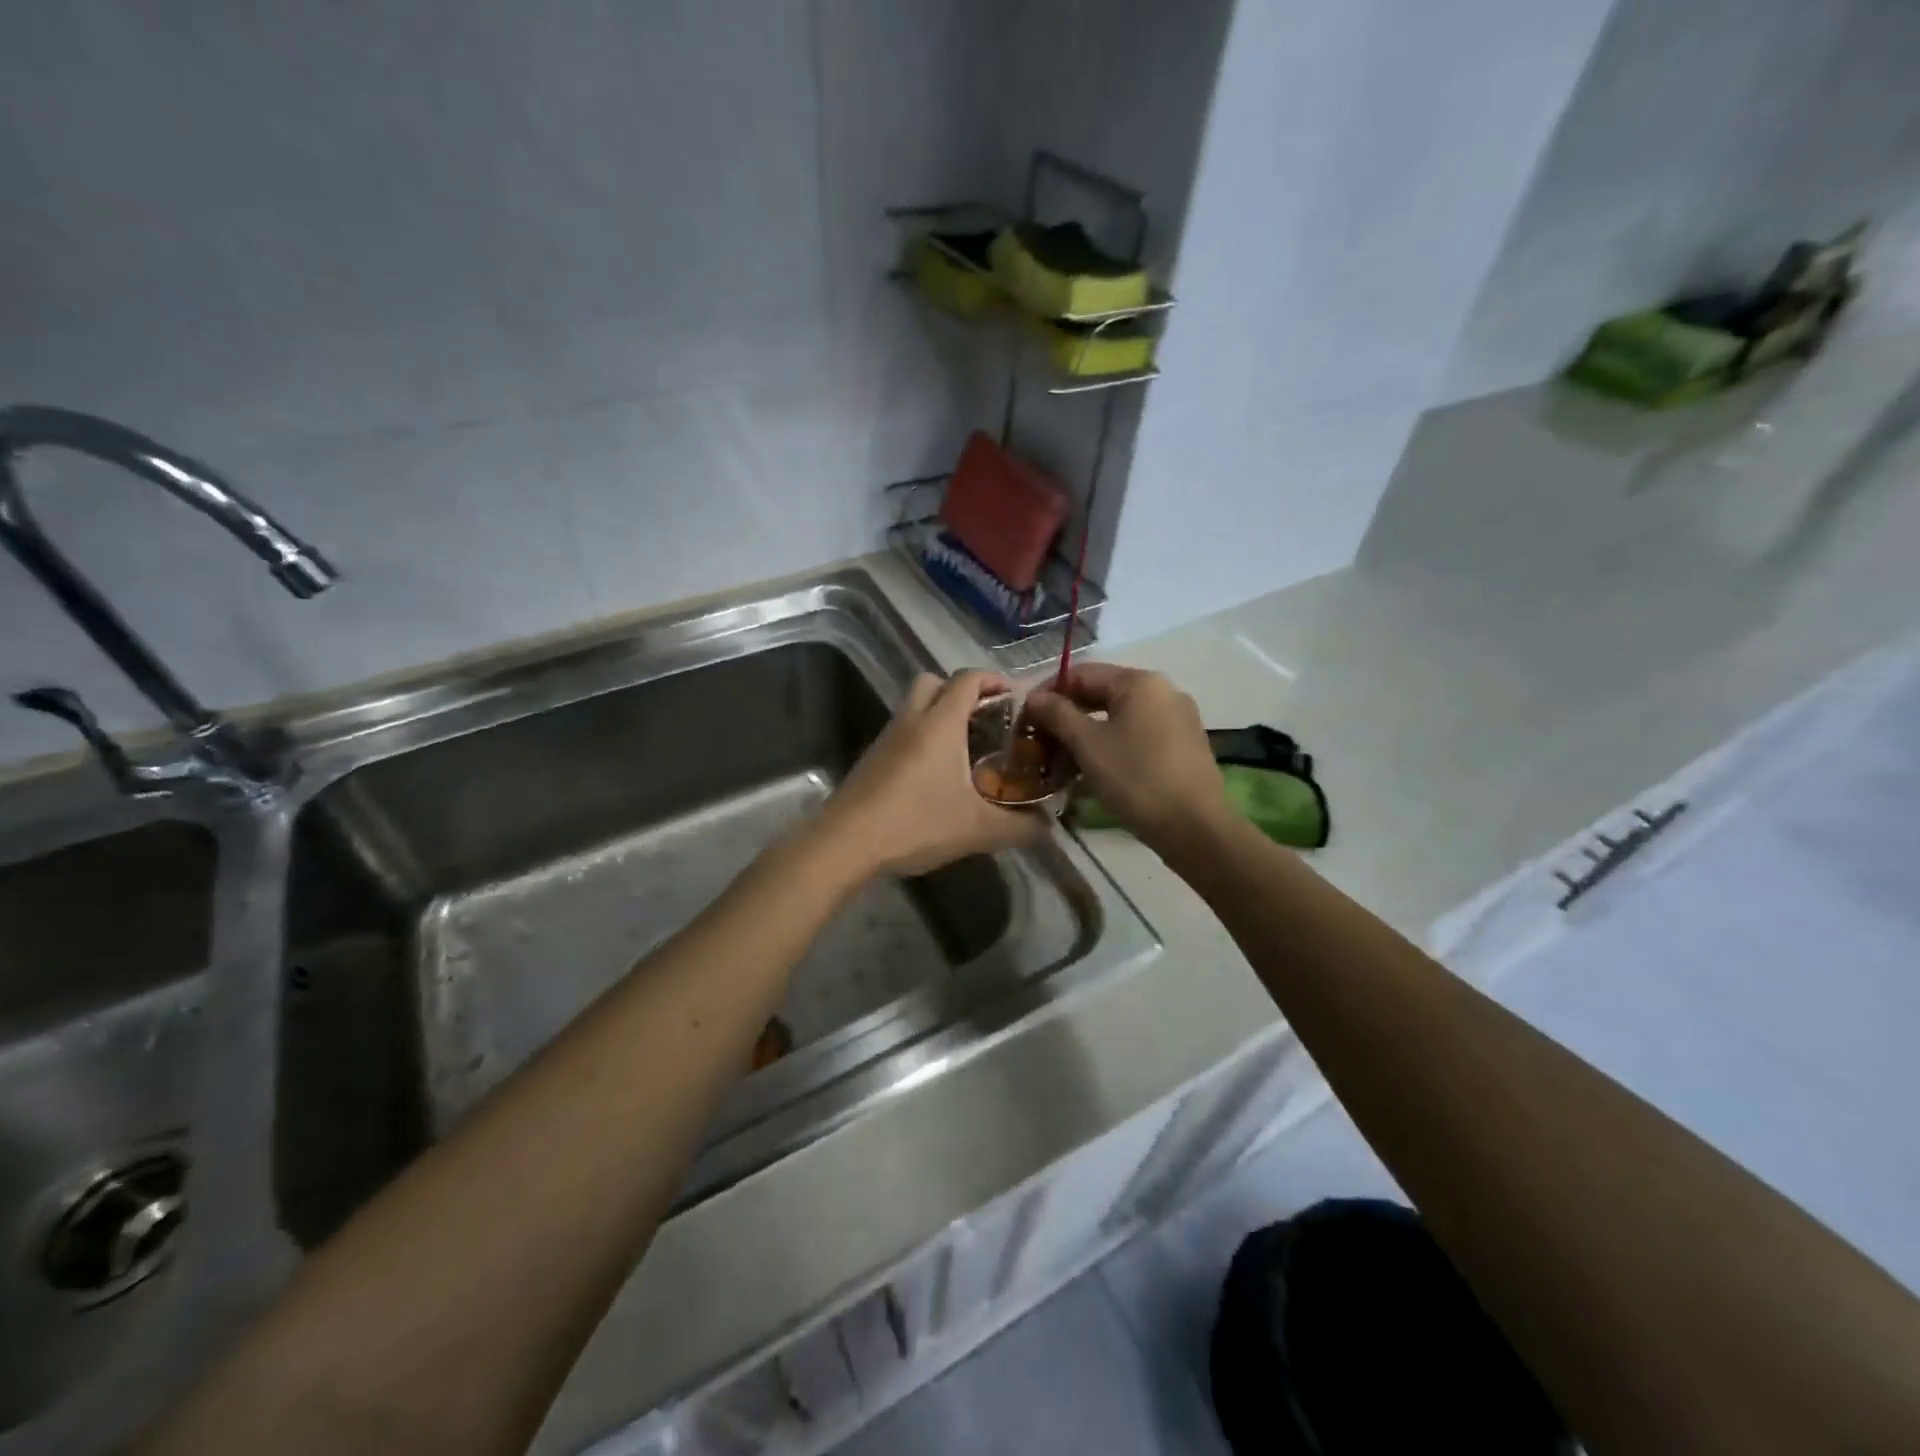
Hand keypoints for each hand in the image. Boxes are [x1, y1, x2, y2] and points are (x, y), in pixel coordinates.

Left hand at [818, 671, 1046, 878]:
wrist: (845, 843)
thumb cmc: (915, 824)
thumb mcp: (977, 830)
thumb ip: (1020, 827)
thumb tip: (1049, 827)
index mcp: (940, 723)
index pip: (968, 679)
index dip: (994, 680)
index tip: (1016, 698)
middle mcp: (911, 719)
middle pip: (935, 681)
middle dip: (962, 691)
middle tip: (986, 719)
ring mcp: (887, 737)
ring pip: (915, 706)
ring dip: (939, 714)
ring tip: (965, 749)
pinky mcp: (872, 757)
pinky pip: (902, 731)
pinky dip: (921, 737)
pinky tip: (935, 775)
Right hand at [1023, 664, 1230, 854]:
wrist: (1195, 828)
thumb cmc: (1136, 779)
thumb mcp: (1088, 745)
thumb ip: (1058, 714)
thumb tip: (1034, 697)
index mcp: (1140, 682)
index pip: (1081, 673)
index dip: (1048, 692)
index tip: (1024, 718)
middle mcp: (1162, 691)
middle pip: (1101, 693)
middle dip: (1066, 716)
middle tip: (1039, 742)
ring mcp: (1177, 718)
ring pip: (1118, 717)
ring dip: (1085, 734)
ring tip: (1060, 761)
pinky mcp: (1183, 745)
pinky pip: (1137, 734)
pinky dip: (1110, 745)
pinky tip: (1093, 770)